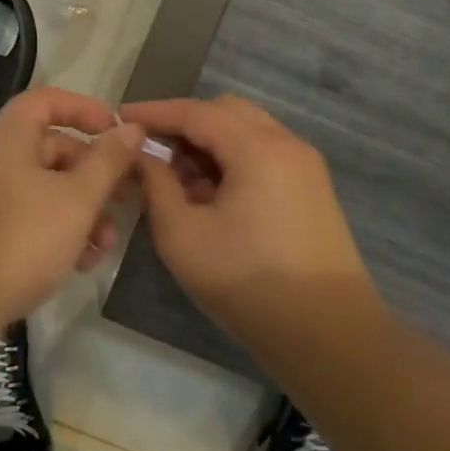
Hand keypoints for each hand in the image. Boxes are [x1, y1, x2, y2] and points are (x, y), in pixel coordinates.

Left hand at [0, 87, 141, 330]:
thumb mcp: (78, 198)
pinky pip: (30, 216)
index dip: (85, 108)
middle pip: (53, 148)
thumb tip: (131, 127)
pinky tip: (82, 262)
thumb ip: (108, 160)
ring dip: (83, 210)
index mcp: (9, 136)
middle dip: (95, 174)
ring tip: (107, 243)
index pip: (48, 100)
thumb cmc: (22, 237)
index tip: (117, 130)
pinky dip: (59, 230)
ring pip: (46, 188)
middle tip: (126, 198)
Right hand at [122, 96, 371, 338]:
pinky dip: (231, 159)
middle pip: (225, 112)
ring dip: (208, 142)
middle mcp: (287, 144)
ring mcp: (305, 166)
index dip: (154, 112)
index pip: (196, 112)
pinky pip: (263, 154)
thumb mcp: (182, 236)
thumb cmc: (248, 284)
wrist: (329, 338)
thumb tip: (142, 156)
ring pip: (246, 131)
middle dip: (183, 124)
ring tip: (176, 178)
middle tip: (150, 150)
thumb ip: (156, 185)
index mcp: (258, 148)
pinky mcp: (311, 189)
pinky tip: (209, 195)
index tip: (120, 118)